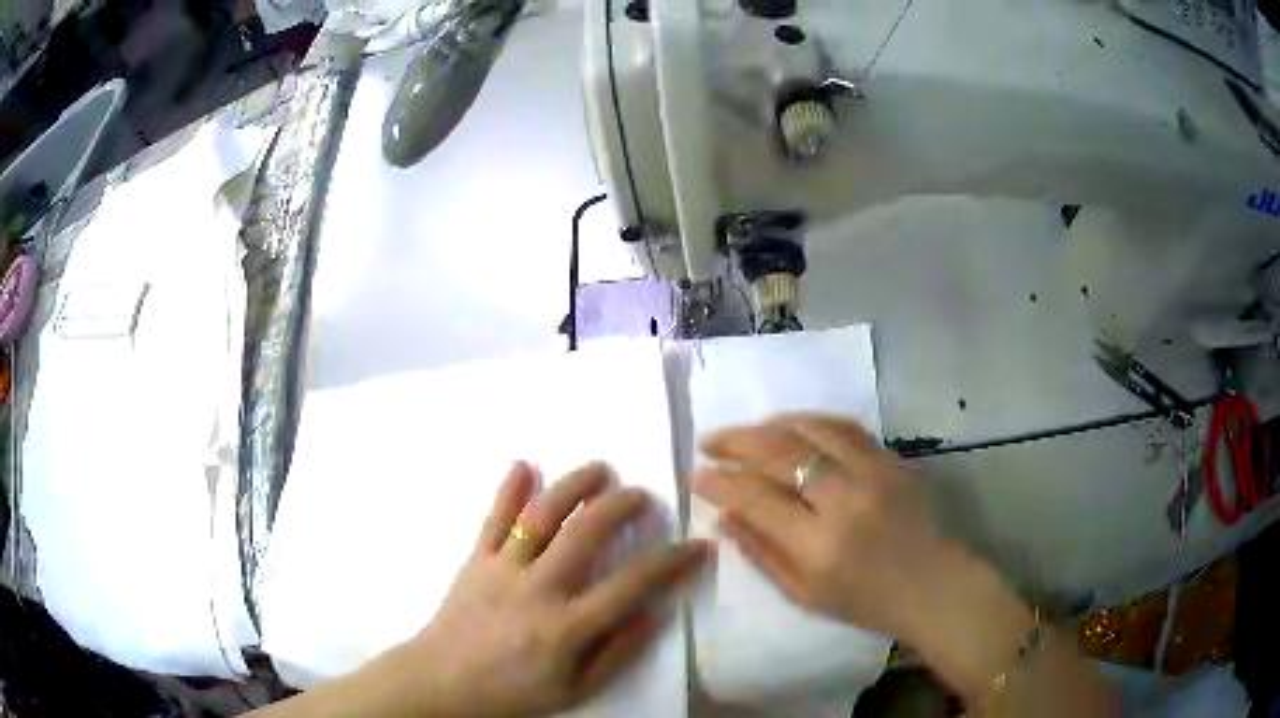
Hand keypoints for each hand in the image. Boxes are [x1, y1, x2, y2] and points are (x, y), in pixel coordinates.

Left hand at [382, 462, 709, 717]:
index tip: (697, 544)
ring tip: (600, 468)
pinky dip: (508, 489)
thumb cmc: (513, 691)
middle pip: (586, 533)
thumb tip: (655, 613)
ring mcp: (503, 569)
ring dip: (573, 485)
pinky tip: (523, 464)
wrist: (443, 683)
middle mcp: (538, 589)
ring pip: (541, 516)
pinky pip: (493, 519)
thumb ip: (617, 653)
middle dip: (621, 506)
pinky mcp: (475, 560)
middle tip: (642, 495)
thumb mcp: (575, 689)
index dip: (671, 561)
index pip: (632, 584)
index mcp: (567, 626)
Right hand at [694, 415, 1112, 717]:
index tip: (699, 474)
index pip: (756, 497)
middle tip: (710, 441)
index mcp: (818, 545)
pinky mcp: (892, 460)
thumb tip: (724, 515)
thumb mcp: (804, 595)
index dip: (721, 482)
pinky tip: (792, 427)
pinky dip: (809, 422)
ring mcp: (872, 473)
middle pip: (780, 452)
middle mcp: (844, 500)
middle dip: (736, 441)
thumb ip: (761, 553)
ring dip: (770, 425)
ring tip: (747, 432)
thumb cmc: (867, 602)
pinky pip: (843, 427)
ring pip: (811, 429)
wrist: (933, 585)